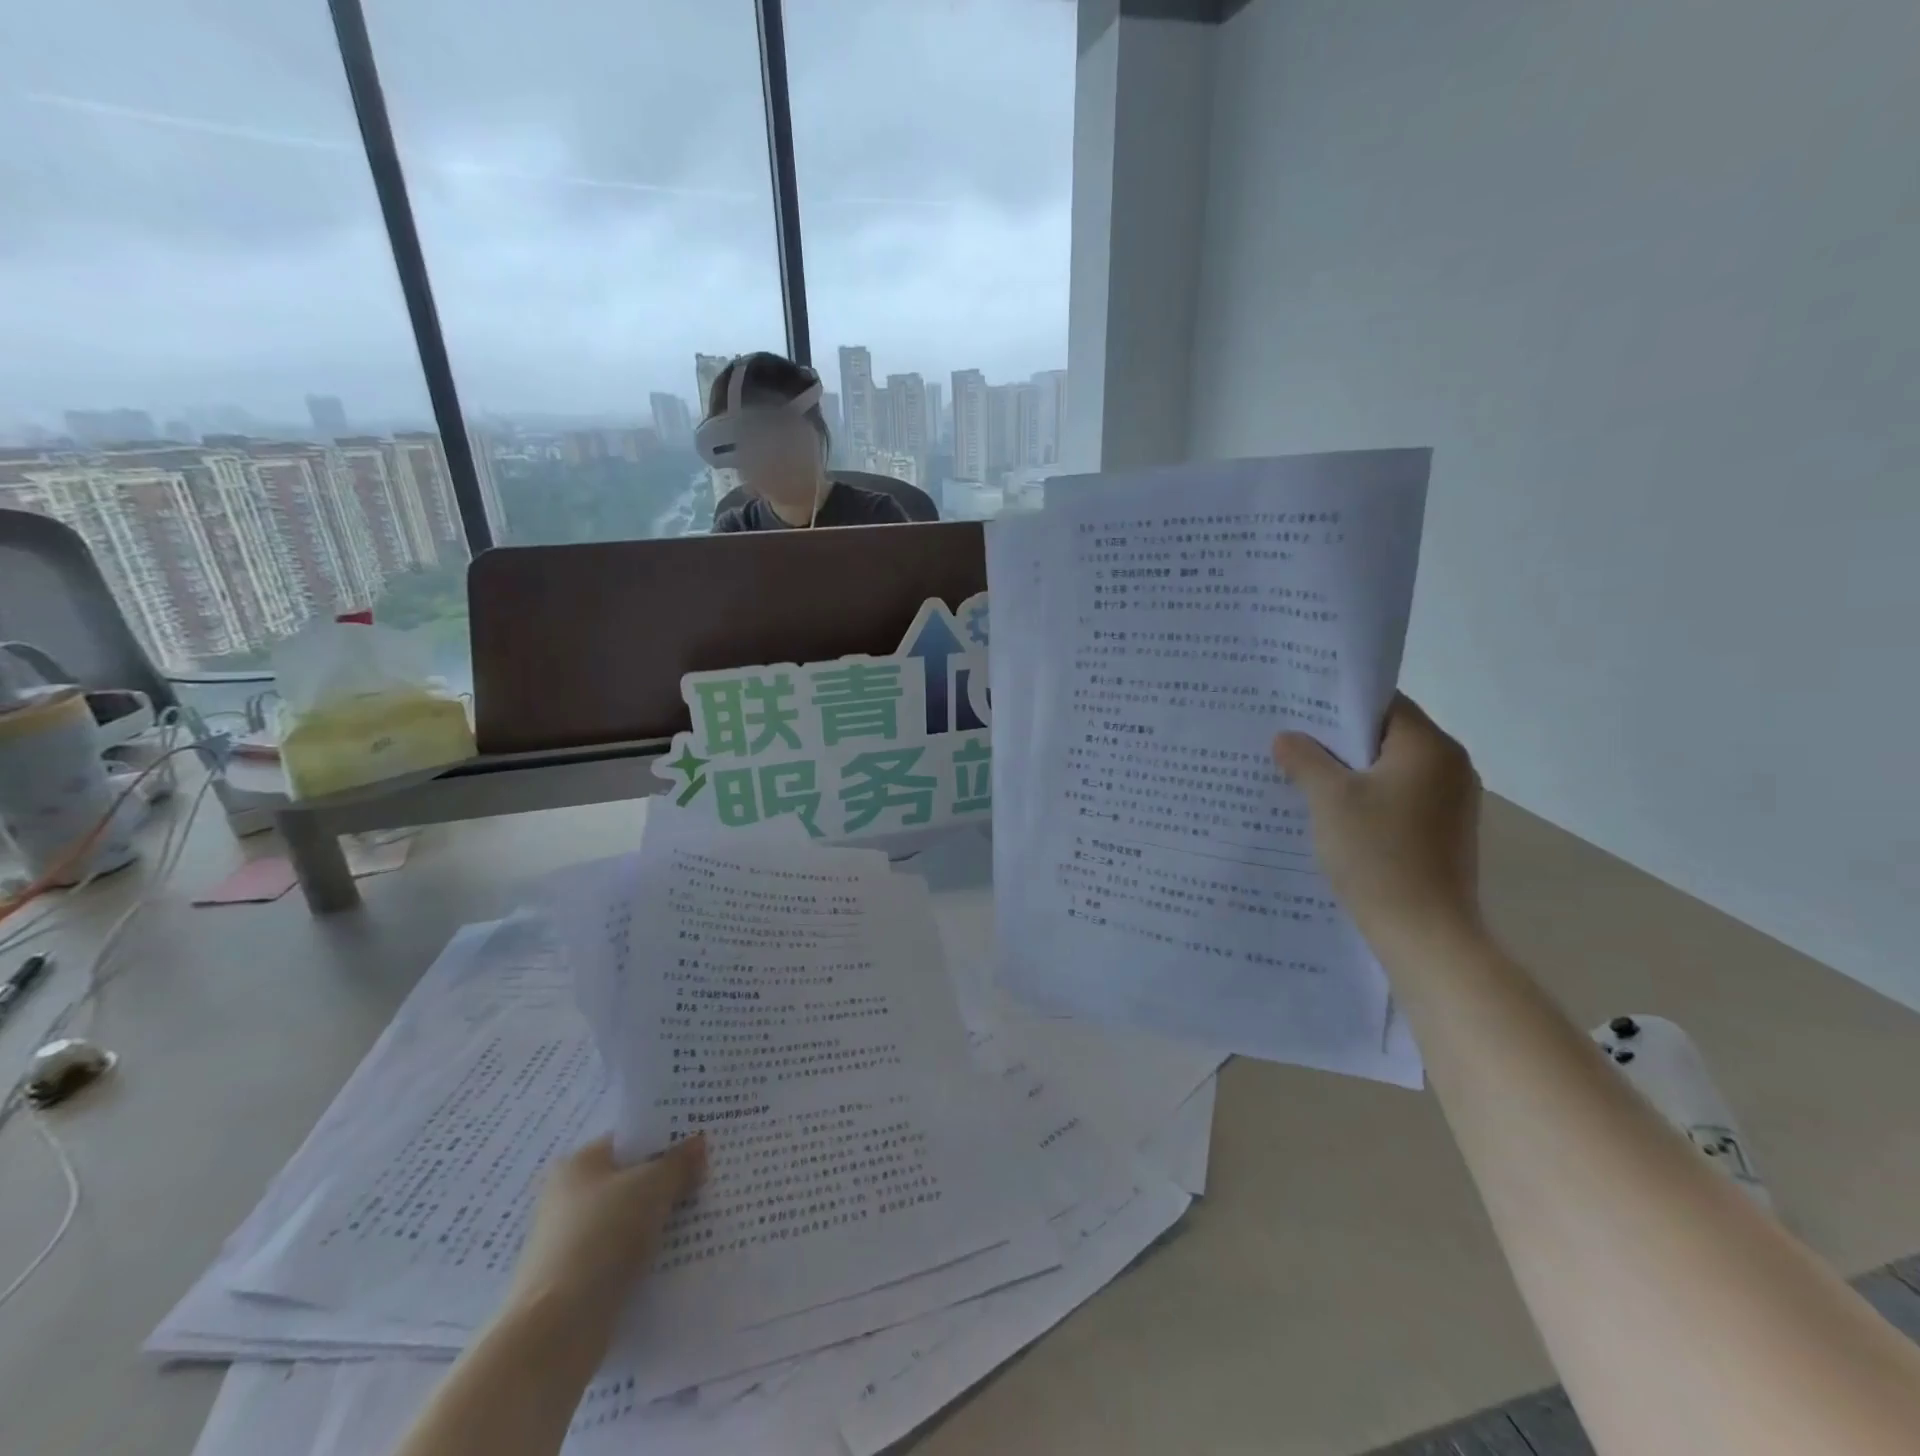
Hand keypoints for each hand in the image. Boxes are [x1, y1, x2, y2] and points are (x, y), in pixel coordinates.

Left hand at [506, 1134, 706, 1328]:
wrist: (556, 1331)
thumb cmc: (602, 1237)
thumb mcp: (652, 1187)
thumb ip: (679, 1163)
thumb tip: (699, 1144)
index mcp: (578, 1164)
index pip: (631, 1141)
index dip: (667, 1139)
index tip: (702, 1145)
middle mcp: (568, 1198)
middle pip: (631, 1180)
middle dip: (668, 1182)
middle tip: (708, 1179)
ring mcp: (571, 1242)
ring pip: (629, 1220)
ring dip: (660, 1221)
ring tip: (702, 1217)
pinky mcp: (578, 1282)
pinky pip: (623, 1255)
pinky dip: (647, 1254)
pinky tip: (678, 1255)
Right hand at [1272, 696, 1481, 944]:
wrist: (1424, 933)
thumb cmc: (1377, 854)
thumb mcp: (1329, 799)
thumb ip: (1305, 759)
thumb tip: (1286, 738)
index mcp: (1430, 747)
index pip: (1383, 704)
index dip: (1338, 704)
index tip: (1296, 711)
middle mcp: (1449, 767)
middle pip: (1386, 736)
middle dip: (1336, 741)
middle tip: (1288, 743)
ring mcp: (1451, 802)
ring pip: (1389, 770)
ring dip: (1348, 773)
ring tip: (1300, 778)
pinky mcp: (1442, 833)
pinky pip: (1397, 799)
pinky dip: (1365, 799)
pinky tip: (1330, 815)